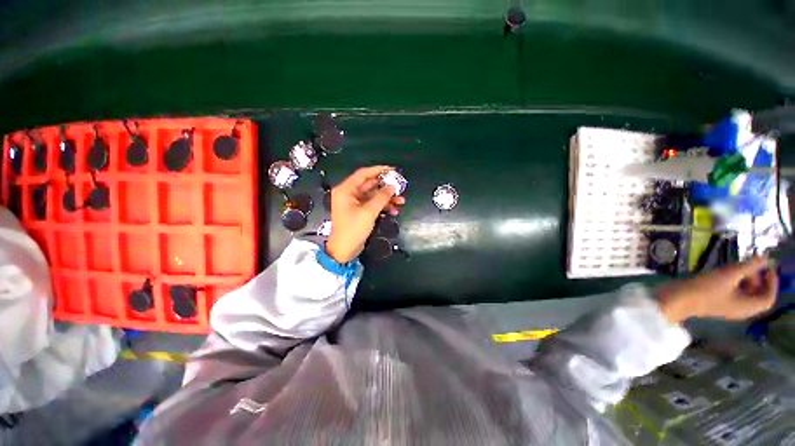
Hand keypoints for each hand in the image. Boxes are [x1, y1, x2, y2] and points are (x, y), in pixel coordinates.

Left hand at [326, 166, 405, 262]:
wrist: (344, 250)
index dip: (379, 170)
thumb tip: (392, 186)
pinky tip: (394, 210)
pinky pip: (372, 204)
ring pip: (373, 195)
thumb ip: (381, 197)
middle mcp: (349, 193)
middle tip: (400, 187)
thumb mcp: (369, 212)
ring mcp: (354, 203)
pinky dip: (383, 206)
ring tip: (401, 201)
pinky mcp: (359, 211)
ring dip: (387, 198)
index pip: (363, 174)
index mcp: (346, 190)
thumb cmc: (353, 229)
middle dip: (386, 187)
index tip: (393, 170)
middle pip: (370, 185)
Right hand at [657, 257, 777, 323]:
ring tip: (734, 267)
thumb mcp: (727, 276)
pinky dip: (735, 283)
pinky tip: (724, 274)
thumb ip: (748, 266)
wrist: (677, 299)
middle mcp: (741, 309)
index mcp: (747, 307)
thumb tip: (764, 257)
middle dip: (757, 278)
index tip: (767, 266)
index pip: (769, 298)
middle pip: (757, 295)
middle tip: (748, 264)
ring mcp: (728, 307)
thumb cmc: (704, 290)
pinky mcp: (718, 302)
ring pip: (745, 293)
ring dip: (745, 279)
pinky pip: (734, 293)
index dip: (772, 282)